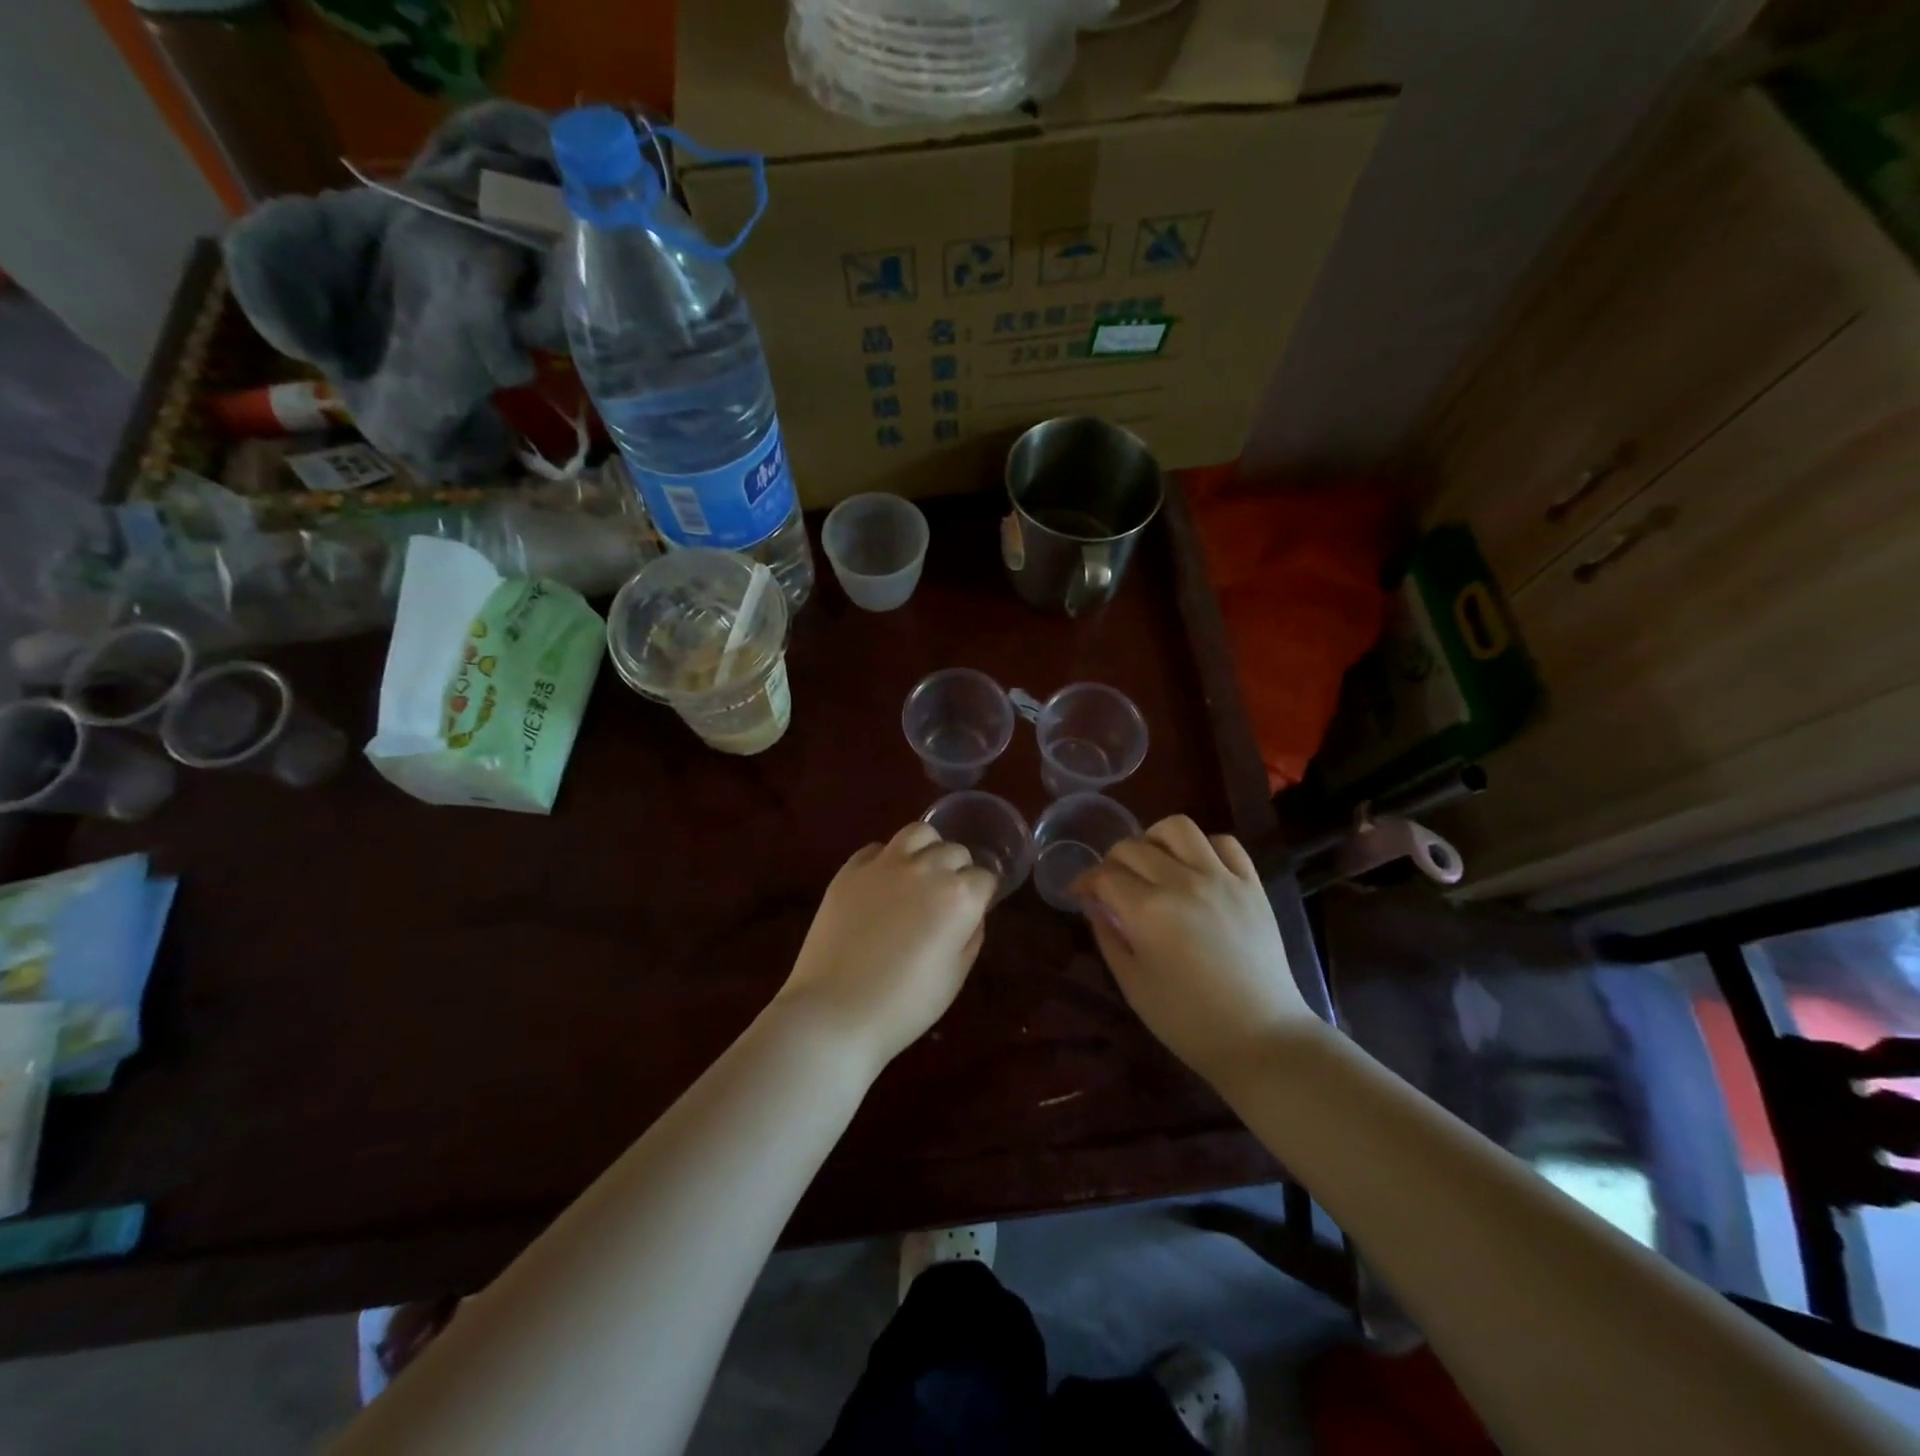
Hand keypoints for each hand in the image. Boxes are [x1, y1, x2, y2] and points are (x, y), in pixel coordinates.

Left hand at [774, 822, 996, 1072]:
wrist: (835, 1012)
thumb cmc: (905, 1005)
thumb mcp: (955, 976)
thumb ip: (971, 935)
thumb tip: (970, 913)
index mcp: (959, 896)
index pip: (984, 877)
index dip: (981, 895)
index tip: (972, 912)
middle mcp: (926, 869)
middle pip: (954, 851)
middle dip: (957, 870)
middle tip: (946, 898)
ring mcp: (884, 864)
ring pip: (918, 832)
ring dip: (927, 848)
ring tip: (919, 872)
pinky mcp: (850, 869)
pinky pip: (877, 848)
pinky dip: (886, 859)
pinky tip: (882, 883)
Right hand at [1073, 815, 1319, 1084]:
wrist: (1262, 1038)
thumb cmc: (1188, 1021)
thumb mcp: (1133, 984)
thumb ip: (1108, 936)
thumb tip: (1092, 903)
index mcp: (1148, 911)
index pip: (1104, 874)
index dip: (1085, 881)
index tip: (1080, 894)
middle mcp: (1182, 882)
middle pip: (1133, 846)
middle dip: (1112, 862)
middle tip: (1112, 885)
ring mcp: (1221, 878)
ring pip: (1177, 828)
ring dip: (1154, 839)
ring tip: (1153, 863)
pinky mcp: (1251, 884)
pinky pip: (1224, 842)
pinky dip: (1203, 847)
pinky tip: (1196, 868)